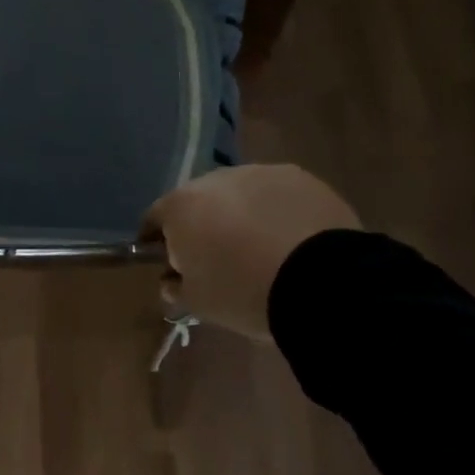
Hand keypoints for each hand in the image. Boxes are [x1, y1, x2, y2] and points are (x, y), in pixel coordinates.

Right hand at [141, 165, 361, 338]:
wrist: (320, 280)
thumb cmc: (244, 291)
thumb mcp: (199, 303)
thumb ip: (177, 287)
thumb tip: (172, 279)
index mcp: (181, 205)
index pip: (154, 219)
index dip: (158, 242)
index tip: (170, 264)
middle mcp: (214, 178)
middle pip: (199, 201)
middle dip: (203, 224)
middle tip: (219, 258)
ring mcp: (258, 172)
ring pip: (239, 194)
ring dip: (241, 214)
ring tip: (262, 249)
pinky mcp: (297, 176)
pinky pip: (276, 194)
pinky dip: (276, 212)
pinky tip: (292, 240)